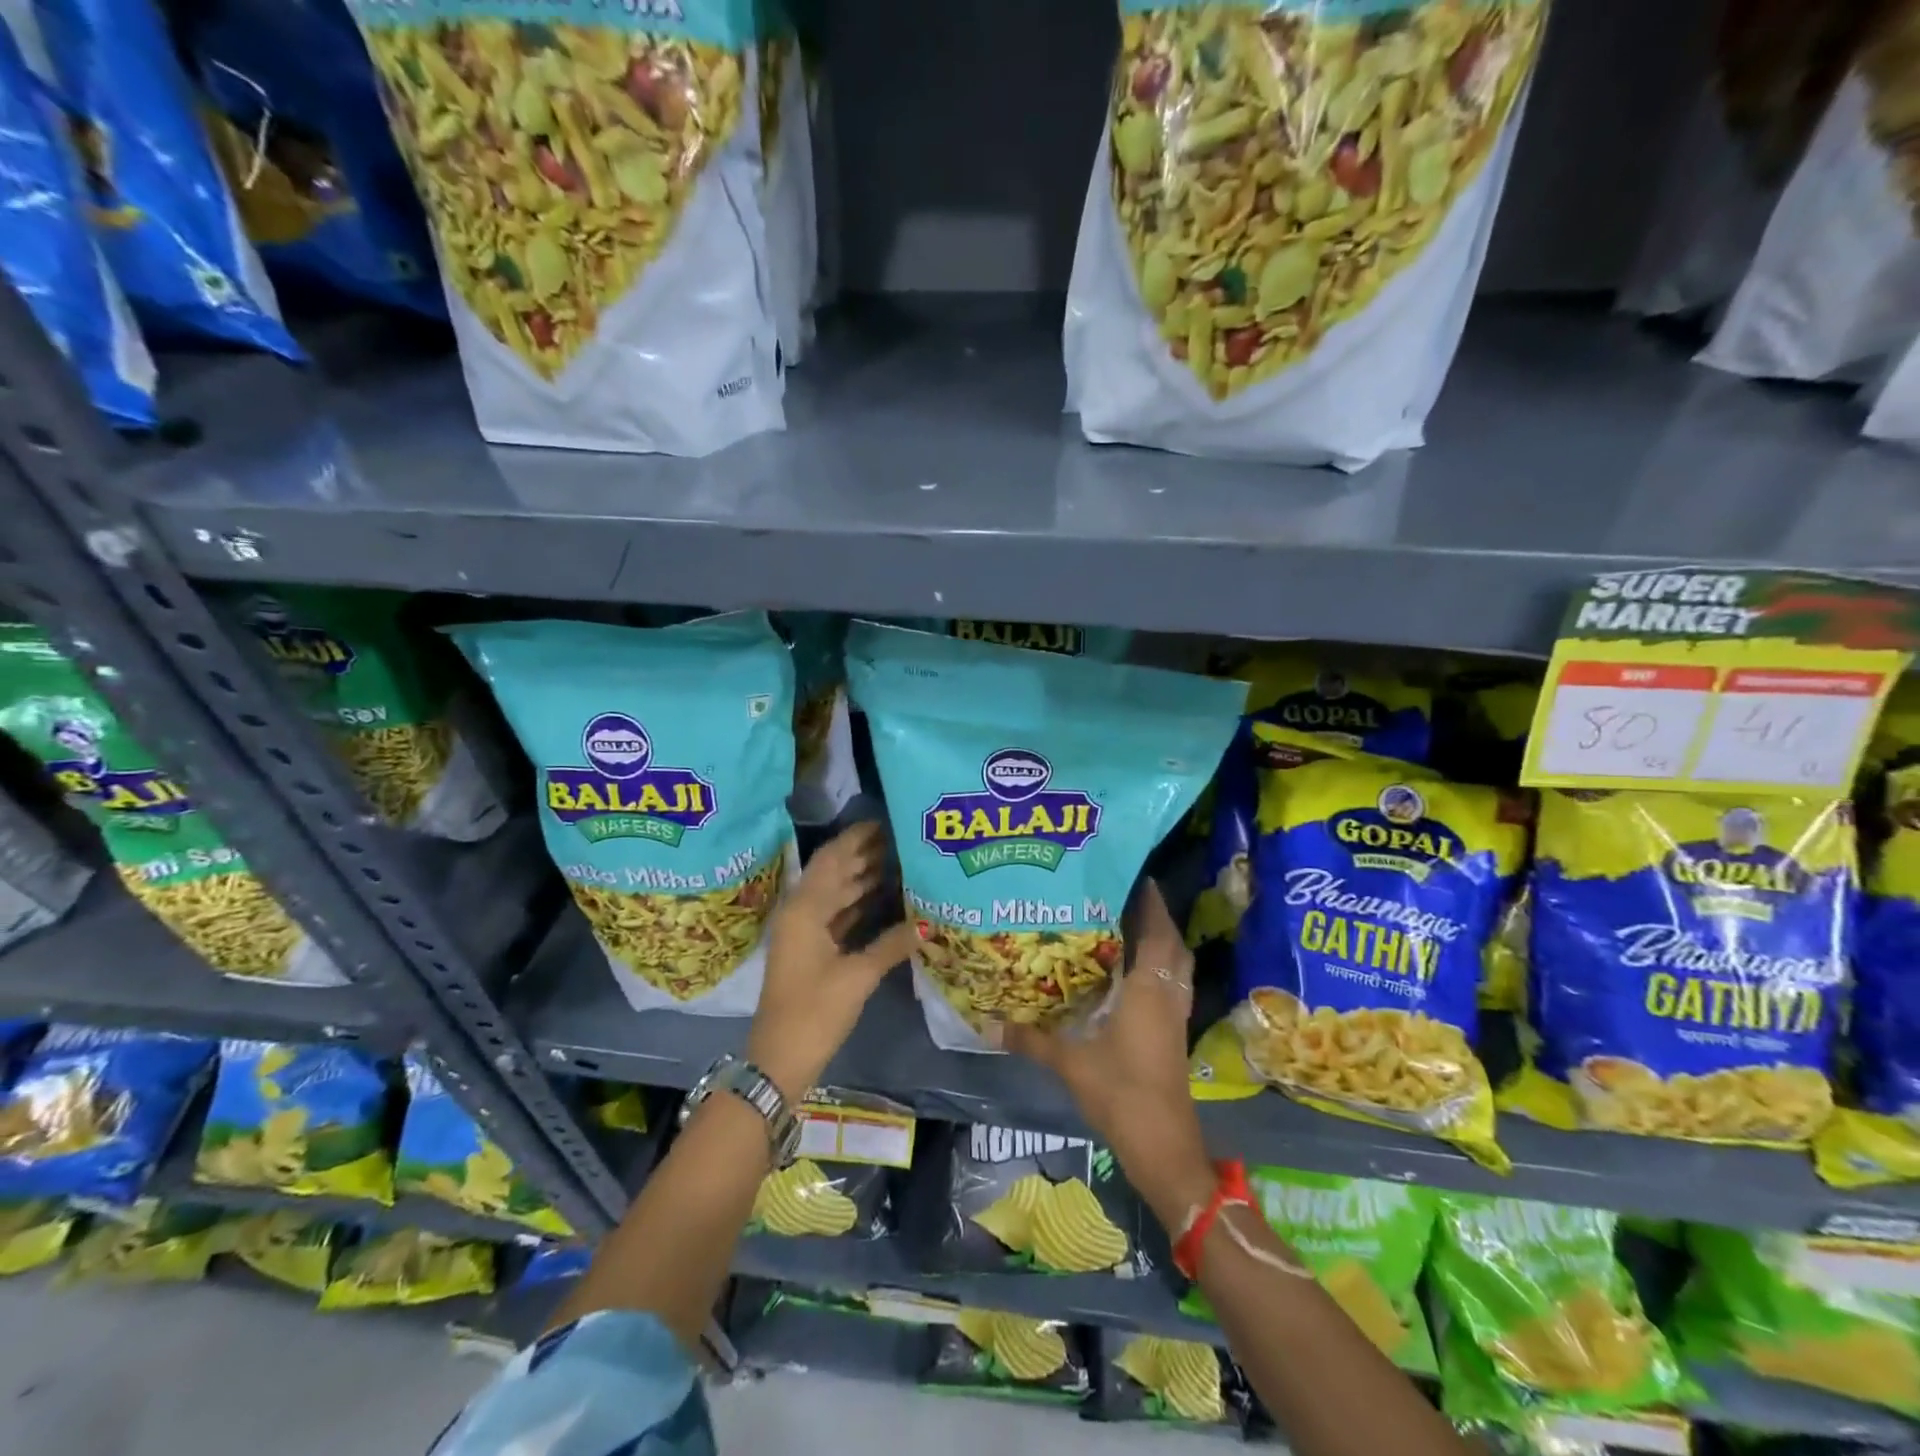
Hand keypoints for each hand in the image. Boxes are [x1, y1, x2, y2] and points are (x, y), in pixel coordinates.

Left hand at [748, 822, 913, 1102]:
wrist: (779, 1060)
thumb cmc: (814, 1013)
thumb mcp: (857, 977)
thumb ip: (892, 943)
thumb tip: (929, 920)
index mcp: (805, 909)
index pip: (832, 859)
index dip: (856, 838)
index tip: (885, 821)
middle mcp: (801, 913)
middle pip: (834, 873)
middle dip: (864, 854)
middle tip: (901, 838)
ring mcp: (805, 933)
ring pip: (837, 894)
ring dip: (863, 877)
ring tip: (900, 860)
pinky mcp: (812, 952)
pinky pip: (838, 915)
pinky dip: (859, 904)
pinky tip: (885, 898)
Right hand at [1004, 880, 1215, 1229]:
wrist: (1163, 1144)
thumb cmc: (1121, 1092)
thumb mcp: (1070, 1063)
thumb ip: (1032, 1040)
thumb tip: (990, 1024)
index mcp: (1148, 989)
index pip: (1156, 932)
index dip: (1149, 903)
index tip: (1132, 876)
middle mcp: (1167, 994)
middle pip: (1172, 943)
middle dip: (1155, 916)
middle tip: (1124, 896)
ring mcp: (1176, 1015)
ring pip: (1177, 964)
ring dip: (1161, 941)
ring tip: (1130, 925)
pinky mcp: (1175, 1032)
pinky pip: (1173, 984)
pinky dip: (1161, 967)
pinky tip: (1134, 971)